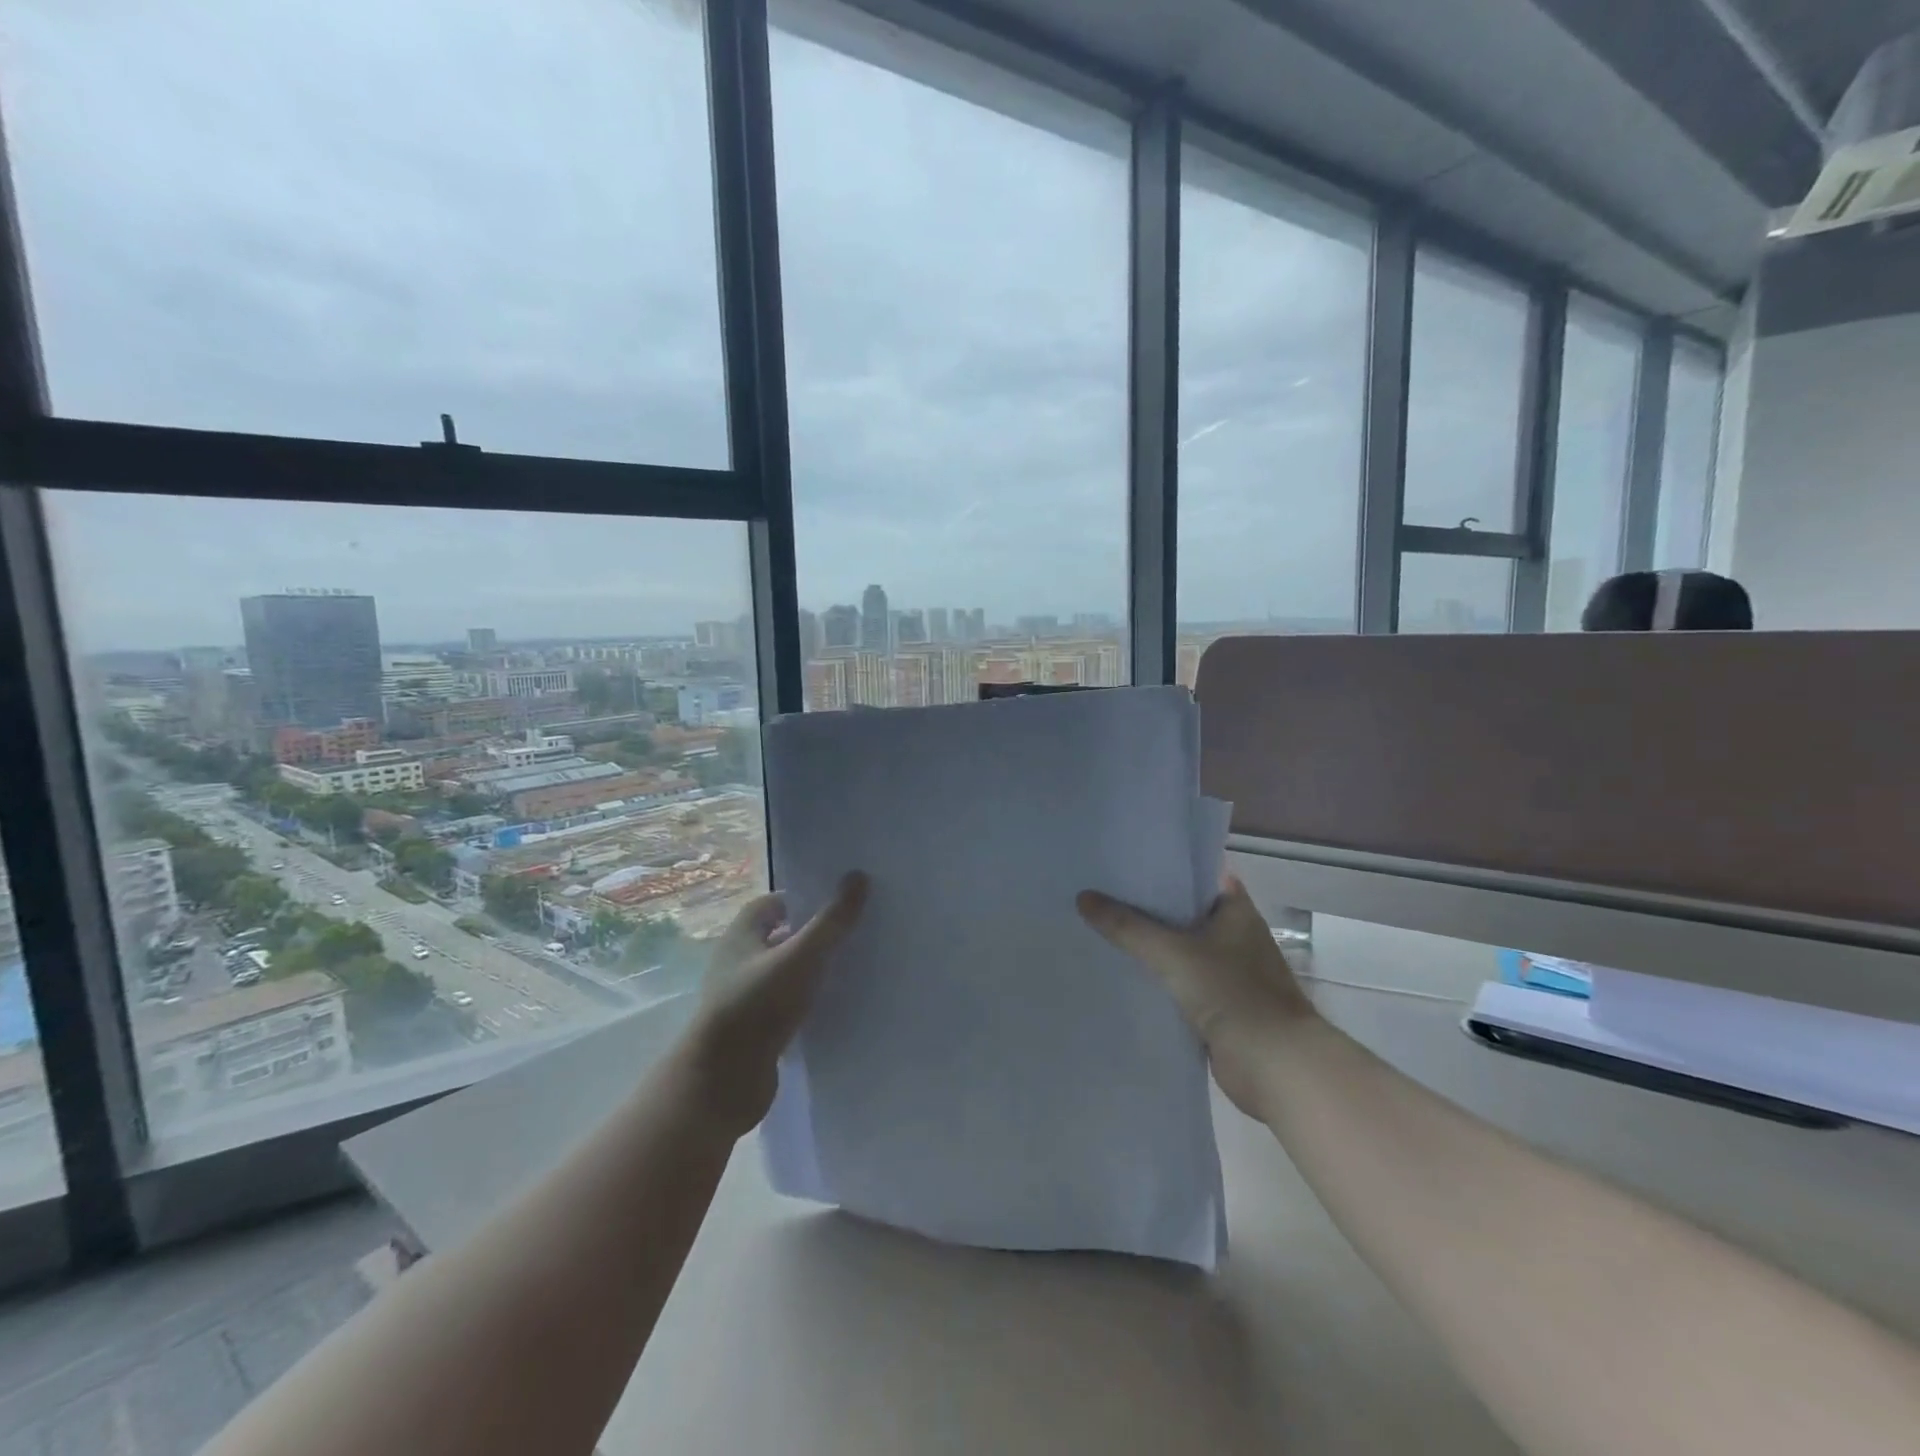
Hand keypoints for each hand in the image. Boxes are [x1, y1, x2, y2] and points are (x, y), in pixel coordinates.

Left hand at [685, 872, 868, 1136]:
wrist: (722, 1082)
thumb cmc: (757, 1005)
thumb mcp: (801, 956)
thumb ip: (832, 920)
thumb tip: (858, 876)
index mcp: (742, 933)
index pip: (776, 902)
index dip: (806, 897)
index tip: (842, 901)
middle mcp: (740, 960)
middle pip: (784, 935)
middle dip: (816, 933)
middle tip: (857, 931)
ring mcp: (747, 996)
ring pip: (788, 971)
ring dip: (815, 969)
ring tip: (857, 966)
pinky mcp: (757, 1028)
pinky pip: (789, 1004)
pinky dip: (811, 1001)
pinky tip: (839, 1004)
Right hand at [1077, 876, 1315, 1117]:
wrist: (1275, 1065)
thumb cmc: (1233, 993)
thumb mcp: (1173, 953)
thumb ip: (1127, 927)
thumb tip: (1083, 898)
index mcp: (1236, 910)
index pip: (1196, 874)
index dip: (1163, 867)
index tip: (1124, 862)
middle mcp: (1235, 934)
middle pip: (1184, 911)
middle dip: (1148, 906)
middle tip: (1102, 892)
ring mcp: (1229, 970)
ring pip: (1180, 947)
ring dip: (1151, 944)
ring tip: (1103, 928)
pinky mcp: (1220, 1004)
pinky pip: (1180, 981)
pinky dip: (1157, 977)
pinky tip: (1124, 972)